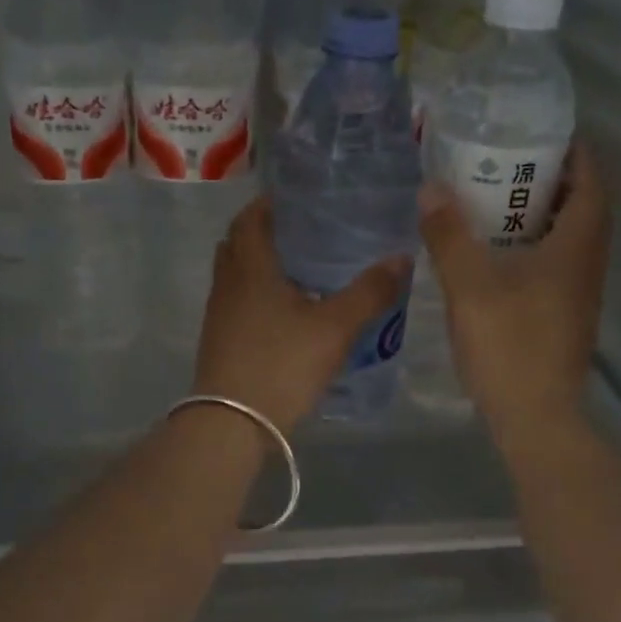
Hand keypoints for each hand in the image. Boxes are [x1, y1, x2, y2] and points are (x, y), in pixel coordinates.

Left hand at [194, 196, 409, 433]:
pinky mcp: (219, 341)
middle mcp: (228, 284)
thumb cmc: (282, 364)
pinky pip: (237, 302)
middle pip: (237, 243)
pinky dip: (257, 295)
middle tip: (302, 231)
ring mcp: (219, 314)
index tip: (297, 198)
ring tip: (300, 269)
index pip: (250, 218)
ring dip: (259, 265)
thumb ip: (370, 292)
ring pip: (236, 275)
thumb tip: (401, 257)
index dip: (268, 203)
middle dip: (264, 231)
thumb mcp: (335, 327)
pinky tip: (287, 312)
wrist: (232, 423)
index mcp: (250, 268)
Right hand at [419, 139, 611, 444]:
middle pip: (582, 205)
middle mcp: (588, 263)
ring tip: (495, 200)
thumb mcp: (469, 285)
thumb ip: (449, 235)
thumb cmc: (509, 344)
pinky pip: (556, 262)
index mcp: (577, 245)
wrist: (535, 416)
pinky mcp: (564, 315)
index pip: (592, 180)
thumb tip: (431, 188)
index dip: (574, 151)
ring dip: (542, 213)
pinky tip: (495, 253)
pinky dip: (534, 244)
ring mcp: (579, 292)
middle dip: (552, 178)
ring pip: (569, 237)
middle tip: (508, 162)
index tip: (541, 132)